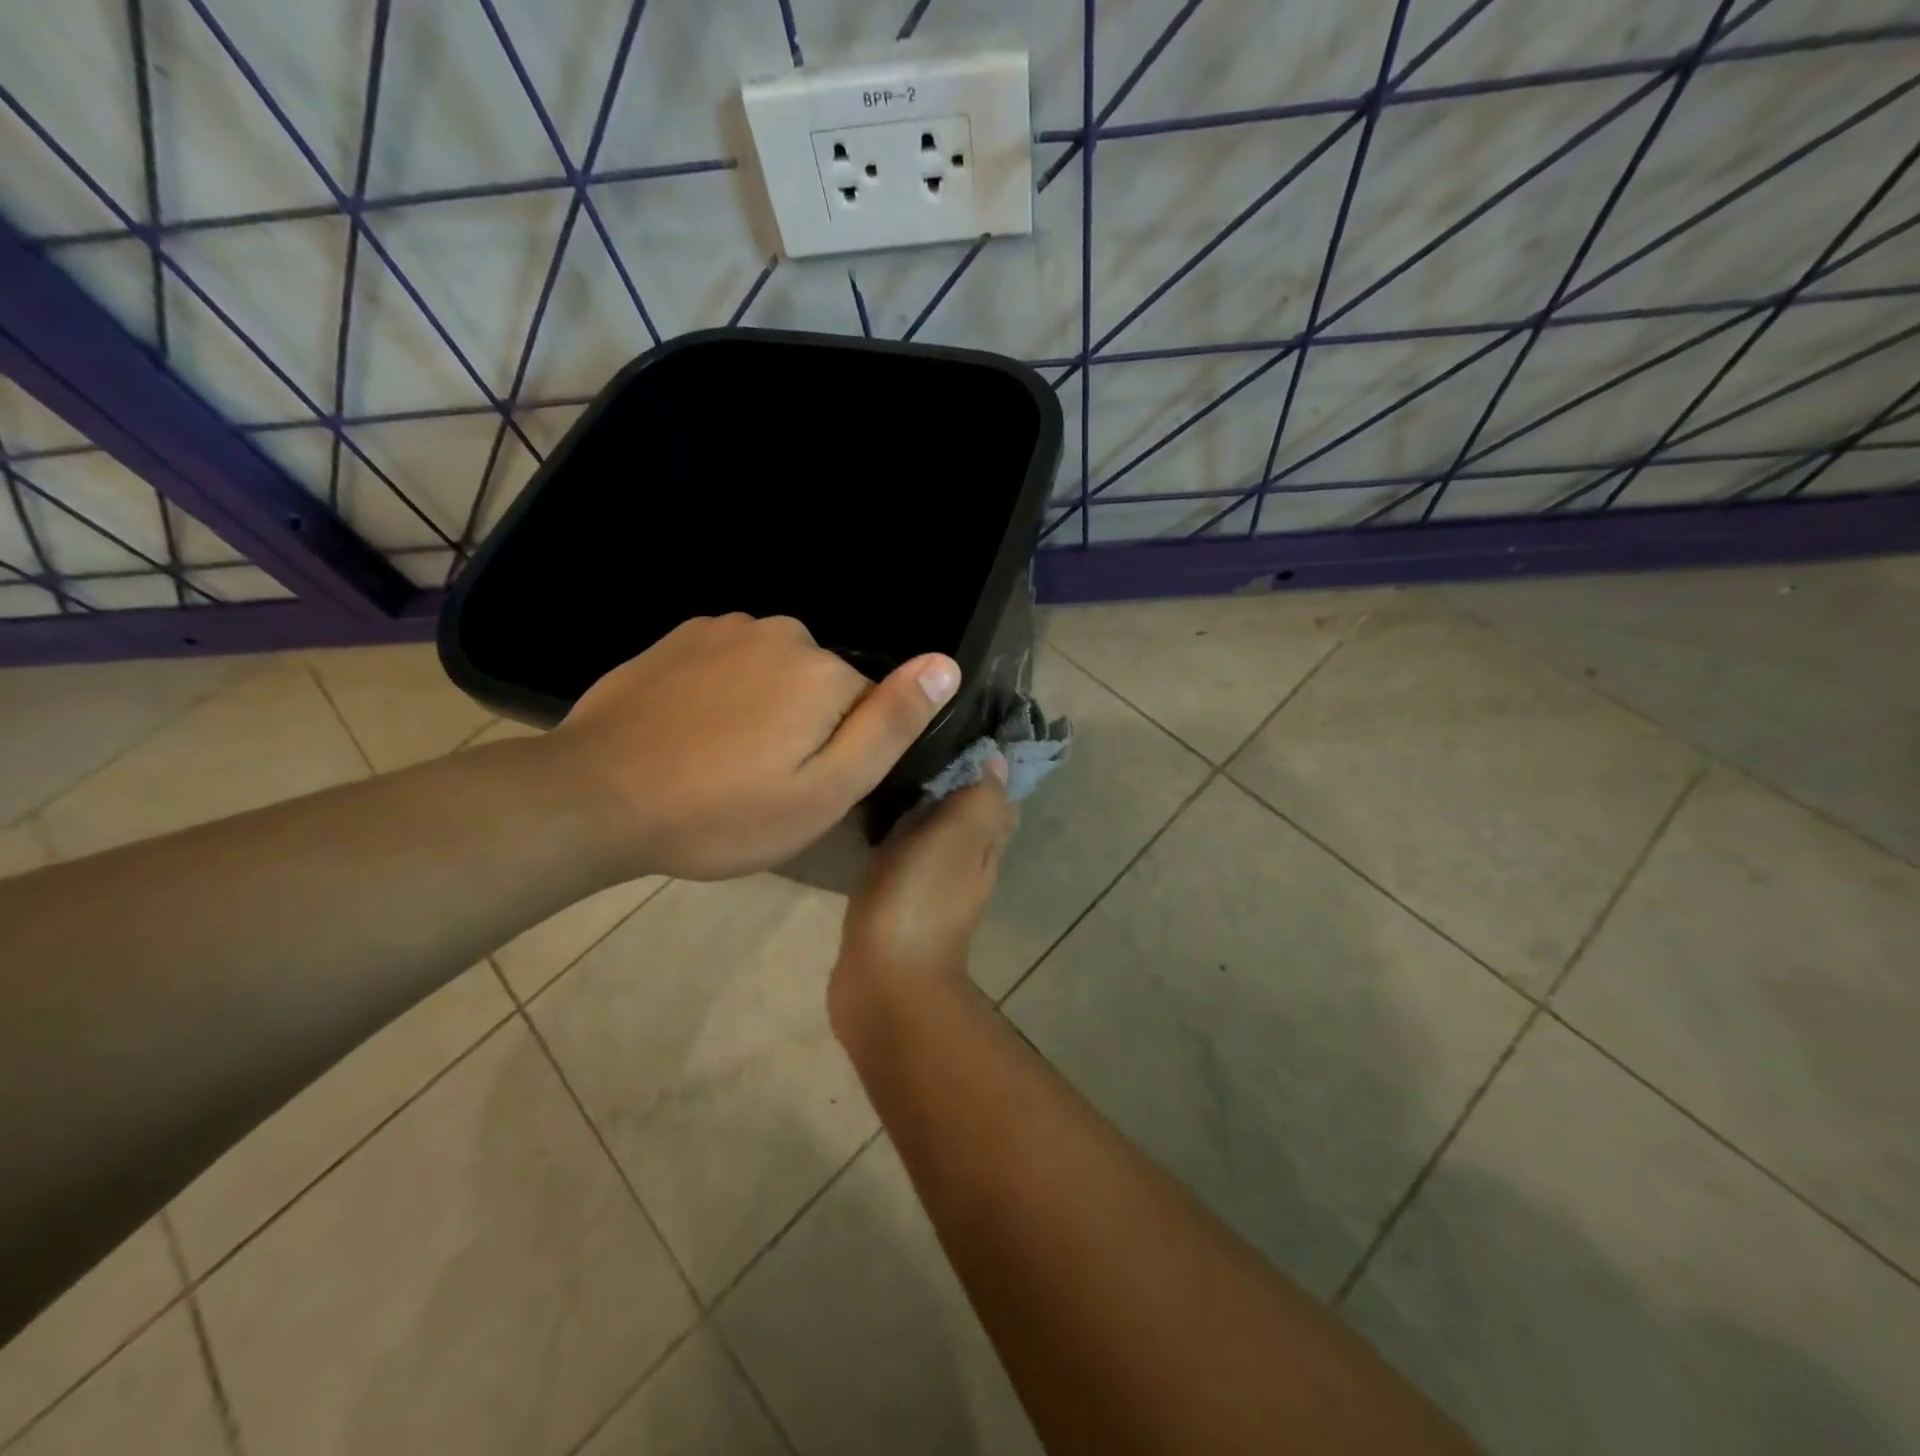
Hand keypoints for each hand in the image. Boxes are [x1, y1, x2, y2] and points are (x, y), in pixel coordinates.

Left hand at [543, 614, 960, 880]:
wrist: (595, 797)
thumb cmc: (722, 812)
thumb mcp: (824, 791)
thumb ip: (891, 725)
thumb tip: (946, 663)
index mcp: (824, 672)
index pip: (868, 708)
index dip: (842, 754)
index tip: (802, 790)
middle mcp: (783, 633)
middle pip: (822, 686)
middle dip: (805, 728)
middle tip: (760, 783)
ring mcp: (725, 628)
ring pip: (776, 673)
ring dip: (763, 709)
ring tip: (720, 761)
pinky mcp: (681, 636)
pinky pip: (731, 663)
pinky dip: (724, 693)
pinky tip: (690, 732)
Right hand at [829, 762, 1016, 1037]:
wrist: (884, 982)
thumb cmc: (920, 901)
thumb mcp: (956, 838)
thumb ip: (979, 799)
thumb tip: (999, 760)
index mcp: (984, 847)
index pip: (997, 799)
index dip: (986, 767)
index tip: (961, 731)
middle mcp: (965, 867)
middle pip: (968, 816)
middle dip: (952, 782)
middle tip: (918, 745)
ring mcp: (931, 889)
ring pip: (934, 837)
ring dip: (922, 809)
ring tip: (893, 771)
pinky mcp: (897, 904)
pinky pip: (903, 858)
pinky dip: (897, 836)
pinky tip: (874, 821)